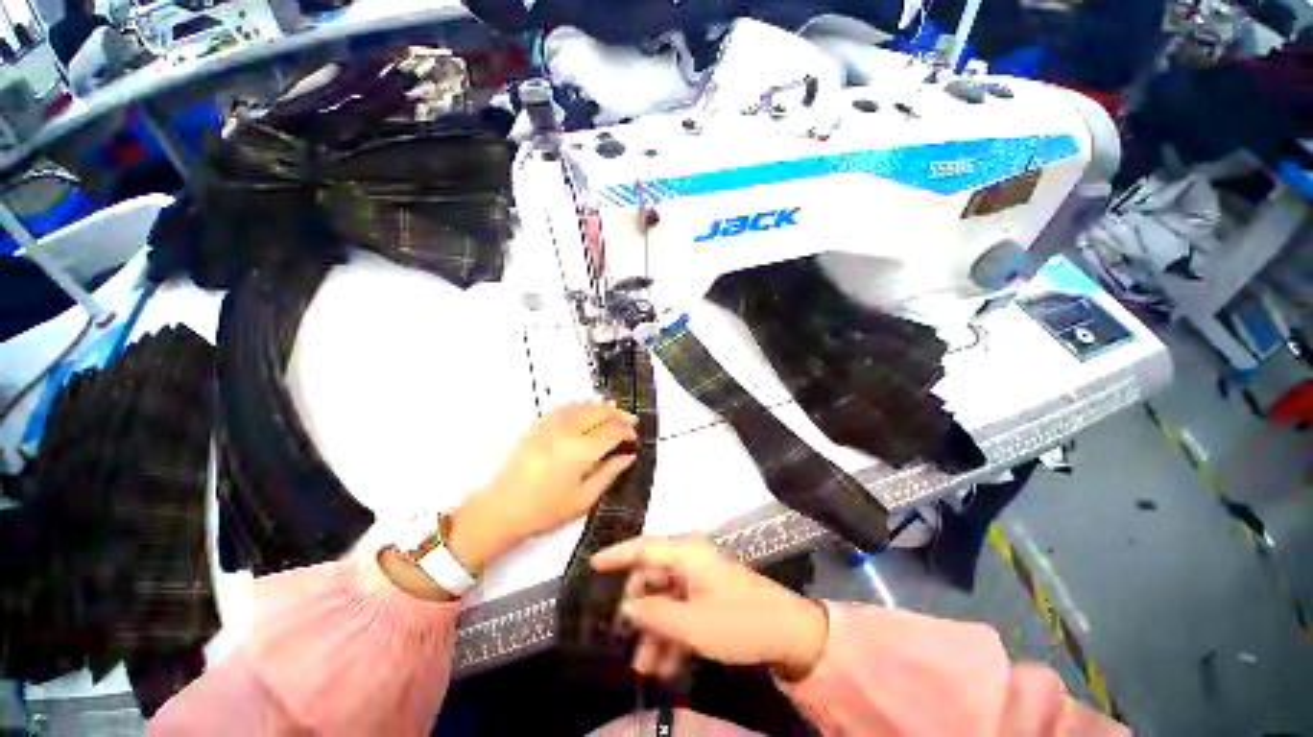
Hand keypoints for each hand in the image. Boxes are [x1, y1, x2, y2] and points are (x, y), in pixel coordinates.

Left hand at [447, 402, 637, 570]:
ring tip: (613, 413)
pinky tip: (585, 411)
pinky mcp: (537, 426)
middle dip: (619, 415)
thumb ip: (609, 474)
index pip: (612, 432)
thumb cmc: (543, 511)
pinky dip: (580, 406)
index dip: (627, 432)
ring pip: (582, 405)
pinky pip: (563, 407)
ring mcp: (550, 426)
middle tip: (630, 422)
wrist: (501, 510)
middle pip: (600, 412)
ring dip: (601, 407)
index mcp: (580, 451)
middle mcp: (567, 432)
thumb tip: (627, 458)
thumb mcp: (584, 499)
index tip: (634, 438)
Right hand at [592, 536, 827, 681]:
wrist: (790, 633)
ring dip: (654, 631)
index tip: (593, 565)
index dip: (617, 555)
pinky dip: (672, 635)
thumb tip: (624, 607)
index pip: (643, 547)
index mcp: (686, 552)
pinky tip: (664, 666)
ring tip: (644, 668)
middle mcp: (691, 560)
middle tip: (624, 639)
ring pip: (666, 600)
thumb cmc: (738, 620)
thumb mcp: (692, 624)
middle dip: (638, 611)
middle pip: (652, 578)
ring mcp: (701, 579)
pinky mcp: (710, 598)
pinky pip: (682, 611)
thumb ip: (654, 614)